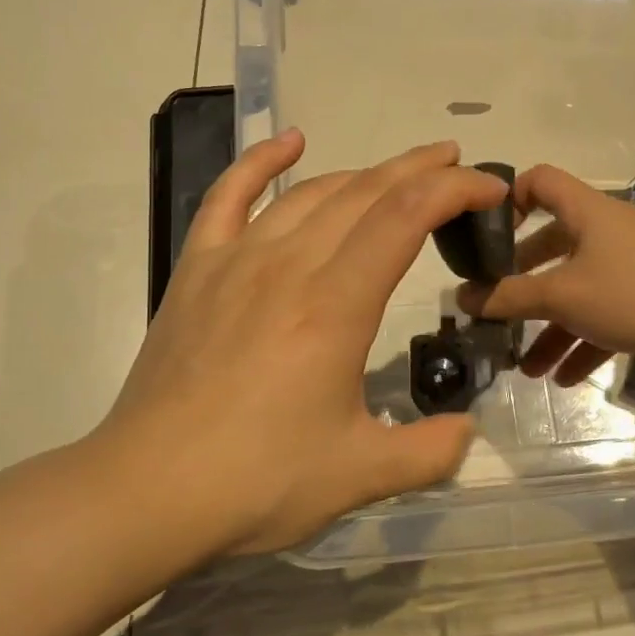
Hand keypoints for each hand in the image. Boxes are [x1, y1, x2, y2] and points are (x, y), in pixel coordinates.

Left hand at [97, 131, 510, 556]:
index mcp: (336, 305)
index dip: (455, 191)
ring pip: (311, 193)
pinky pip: (228, 196)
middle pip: (365, 192)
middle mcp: (290, 265)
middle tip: (458, 165)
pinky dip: (260, 161)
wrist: (145, 492)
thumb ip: (430, 451)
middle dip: (420, 170)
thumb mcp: (361, 475)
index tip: (489, 190)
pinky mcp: (197, 270)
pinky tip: (289, 142)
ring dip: (363, 172)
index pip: (407, 216)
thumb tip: (467, 431)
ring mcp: (237, 260)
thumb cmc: (258, 481)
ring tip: (399, 173)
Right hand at [456, 164, 634, 387]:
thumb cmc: (631, 292)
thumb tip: (462, 297)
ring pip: (578, 290)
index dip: (508, 199)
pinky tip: (563, 379)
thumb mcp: (561, 296)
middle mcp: (607, 231)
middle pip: (553, 245)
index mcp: (586, 211)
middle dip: (522, 282)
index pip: (539, 180)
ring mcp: (631, 265)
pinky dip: (582, 341)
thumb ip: (509, 297)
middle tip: (497, 307)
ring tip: (526, 367)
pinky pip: (604, 315)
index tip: (486, 236)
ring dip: (550, 327)